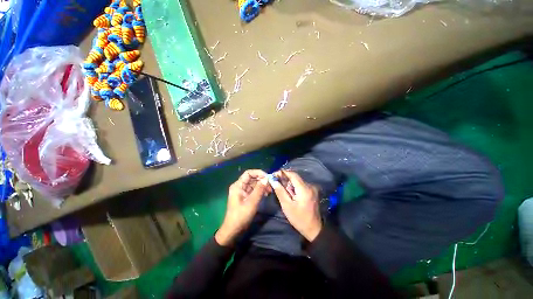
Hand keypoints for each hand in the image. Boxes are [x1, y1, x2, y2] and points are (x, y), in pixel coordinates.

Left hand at [215, 169, 267, 245]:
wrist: (233, 230)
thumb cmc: (241, 216)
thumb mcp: (252, 202)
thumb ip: (259, 190)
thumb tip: (267, 179)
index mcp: (238, 185)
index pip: (248, 173)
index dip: (258, 173)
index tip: (267, 177)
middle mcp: (240, 186)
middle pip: (252, 178)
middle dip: (262, 180)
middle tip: (271, 185)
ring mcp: (243, 192)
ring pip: (254, 184)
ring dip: (262, 186)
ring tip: (270, 190)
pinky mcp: (246, 197)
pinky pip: (254, 190)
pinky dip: (260, 191)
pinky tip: (266, 194)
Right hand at [271, 170, 322, 241]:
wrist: (313, 229)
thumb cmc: (299, 218)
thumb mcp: (287, 205)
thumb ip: (280, 191)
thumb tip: (273, 180)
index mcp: (304, 189)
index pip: (292, 174)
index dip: (282, 172)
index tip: (274, 175)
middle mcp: (310, 185)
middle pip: (295, 177)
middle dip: (284, 178)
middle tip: (275, 182)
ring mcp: (312, 188)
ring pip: (297, 180)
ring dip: (289, 182)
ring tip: (281, 188)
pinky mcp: (312, 191)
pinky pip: (300, 185)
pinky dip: (293, 186)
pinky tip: (289, 192)